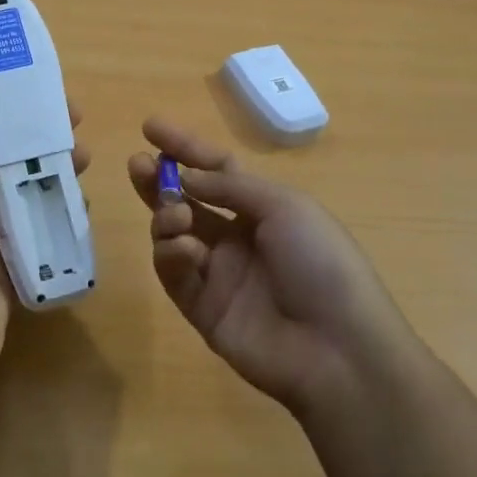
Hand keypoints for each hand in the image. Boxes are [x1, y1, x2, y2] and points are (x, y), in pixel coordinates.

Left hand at [0, 105, 88, 389]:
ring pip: (30, 204)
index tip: (40, 103)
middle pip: (11, 173)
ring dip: (56, 181)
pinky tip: (85, 207)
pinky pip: (41, 242)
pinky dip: (60, 224)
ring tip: (87, 162)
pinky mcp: (14, 275)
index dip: (9, 124)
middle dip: (41, 150)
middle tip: (77, 132)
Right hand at [128, 117, 411, 415]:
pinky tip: (186, 250)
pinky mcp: (201, 308)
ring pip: (174, 235)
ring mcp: (218, 274)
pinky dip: (172, 255)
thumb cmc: (321, 263)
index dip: (185, 148)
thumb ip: (229, 187)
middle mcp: (237, 237)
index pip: (216, 170)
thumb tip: (185, 177)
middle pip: (186, 200)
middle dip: (159, 181)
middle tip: (138, 164)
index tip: (150, 127)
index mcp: (263, 209)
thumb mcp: (285, 207)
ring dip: (166, 216)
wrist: (338, 348)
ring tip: (175, 216)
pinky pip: (174, 273)